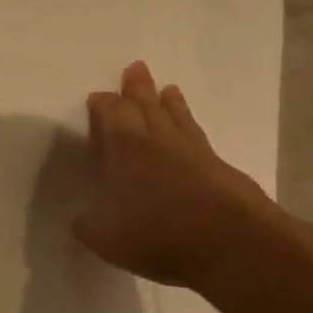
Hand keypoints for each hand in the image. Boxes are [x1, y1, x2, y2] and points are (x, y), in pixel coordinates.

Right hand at [73, 62, 274, 286]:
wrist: (230, 243)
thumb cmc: (156, 234)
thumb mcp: (104, 238)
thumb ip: (88, 224)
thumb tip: (81, 218)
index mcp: (125, 150)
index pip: (112, 116)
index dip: (103, 105)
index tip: (97, 96)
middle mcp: (158, 142)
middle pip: (145, 106)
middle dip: (136, 88)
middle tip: (135, 68)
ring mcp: (193, 152)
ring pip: (176, 117)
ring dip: (169, 102)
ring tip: (168, 89)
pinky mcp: (219, 167)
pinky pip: (197, 135)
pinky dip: (190, 125)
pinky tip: (190, 130)